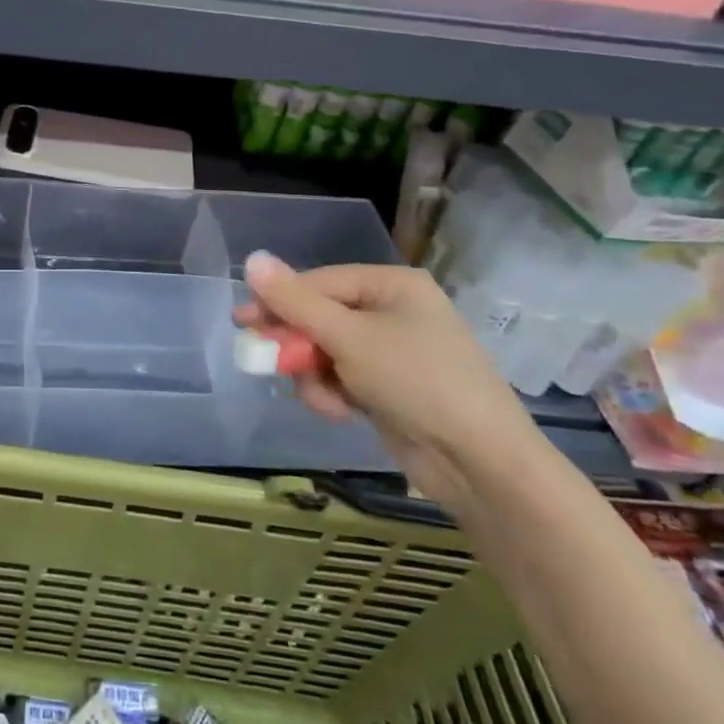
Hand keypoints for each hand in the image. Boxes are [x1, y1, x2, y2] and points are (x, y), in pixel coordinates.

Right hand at [238, 253, 544, 509]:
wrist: (482, 464)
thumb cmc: (417, 382)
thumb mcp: (349, 338)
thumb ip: (295, 301)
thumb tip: (252, 258)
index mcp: (391, 285)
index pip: (319, 282)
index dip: (278, 301)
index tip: (241, 322)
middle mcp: (392, 311)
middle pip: (321, 317)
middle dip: (298, 345)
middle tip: (264, 362)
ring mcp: (393, 352)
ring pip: (327, 351)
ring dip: (314, 375)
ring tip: (324, 399)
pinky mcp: (390, 388)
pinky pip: (343, 378)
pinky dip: (333, 393)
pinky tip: (339, 413)